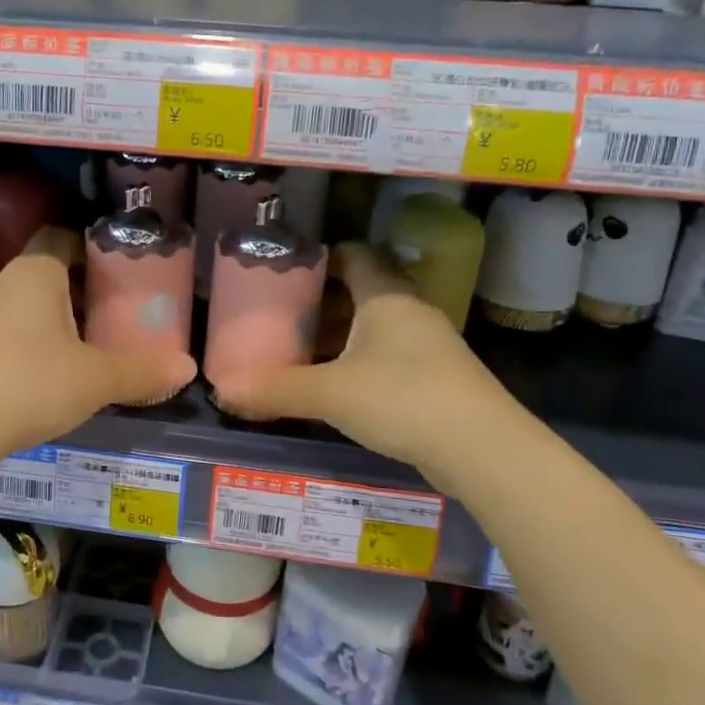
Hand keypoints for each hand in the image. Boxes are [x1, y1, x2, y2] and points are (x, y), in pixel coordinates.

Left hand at [0, 227, 197, 455]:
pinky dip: (40, 345)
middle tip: (122, 314)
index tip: (125, 274)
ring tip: (96, 347)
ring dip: (63, 322)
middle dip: (86, 292)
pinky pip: (16, 334)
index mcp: (37, 272)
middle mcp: (7, 283)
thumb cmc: (31, 382)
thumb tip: (188, 368)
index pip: (65, 238)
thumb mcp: (97, 379)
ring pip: (34, 307)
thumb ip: (143, 371)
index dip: (95, 251)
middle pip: (53, 274)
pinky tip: (58, 375)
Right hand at [211, 243, 510, 480]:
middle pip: (361, 292)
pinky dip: (358, 363)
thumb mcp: (331, 393)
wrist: (482, 449)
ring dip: (340, 337)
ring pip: (374, 328)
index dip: (321, 257)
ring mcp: (428, 346)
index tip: (286, 272)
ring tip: (300, 353)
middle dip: (322, 303)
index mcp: (386, 296)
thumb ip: (277, 389)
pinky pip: (387, 357)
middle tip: (282, 317)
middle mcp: (410, 312)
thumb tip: (222, 389)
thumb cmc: (402, 399)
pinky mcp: (436, 378)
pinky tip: (336, 388)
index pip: (354, 255)